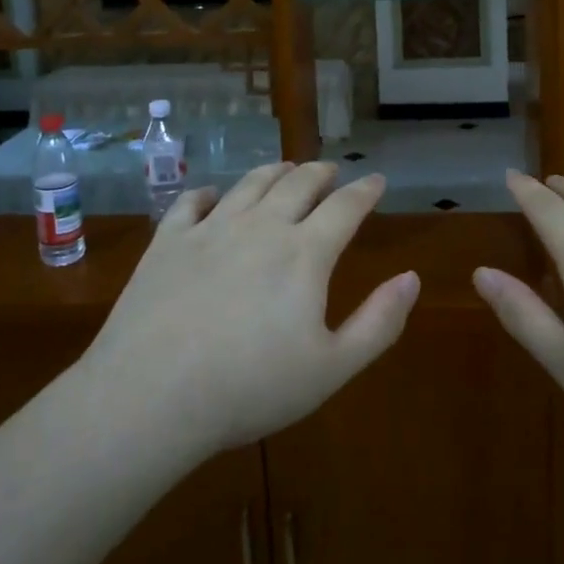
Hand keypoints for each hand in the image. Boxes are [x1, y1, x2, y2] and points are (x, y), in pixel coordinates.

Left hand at [81, 162, 418, 458]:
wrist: (152, 395)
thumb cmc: (250, 387)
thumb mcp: (331, 367)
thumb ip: (378, 322)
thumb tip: (412, 278)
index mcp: (304, 253)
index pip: (345, 207)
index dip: (365, 190)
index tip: (376, 180)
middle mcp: (261, 226)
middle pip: (298, 184)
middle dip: (320, 173)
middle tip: (330, 170)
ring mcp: (210, 229)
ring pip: (250, 184)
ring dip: (274, 171)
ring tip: (285, 168)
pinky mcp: (168, 241)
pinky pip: (192, 201)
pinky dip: (210, 193)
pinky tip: (213, 196)